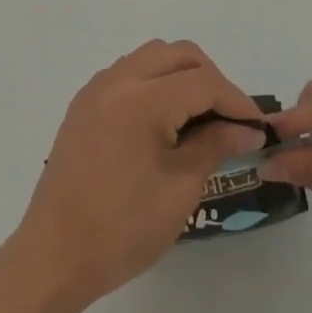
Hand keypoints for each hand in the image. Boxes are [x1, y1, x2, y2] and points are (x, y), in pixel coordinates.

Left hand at [10, 40, 264, 308]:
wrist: (53, 257)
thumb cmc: (122, 229)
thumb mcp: (180, 189)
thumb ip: (215, 146)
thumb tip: (247, 129)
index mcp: (142, 99)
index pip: (203, 82)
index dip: (236, 101)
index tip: (258, 127)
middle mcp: (118, 80)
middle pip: (179, 55)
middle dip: (211, 79)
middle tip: (230, 119)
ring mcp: (97, 88)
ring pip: (153, 56)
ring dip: (182, 75)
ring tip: (200, 117)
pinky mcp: (85, 103)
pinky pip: (129, 72)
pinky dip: (155, 82)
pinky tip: (165, 120)